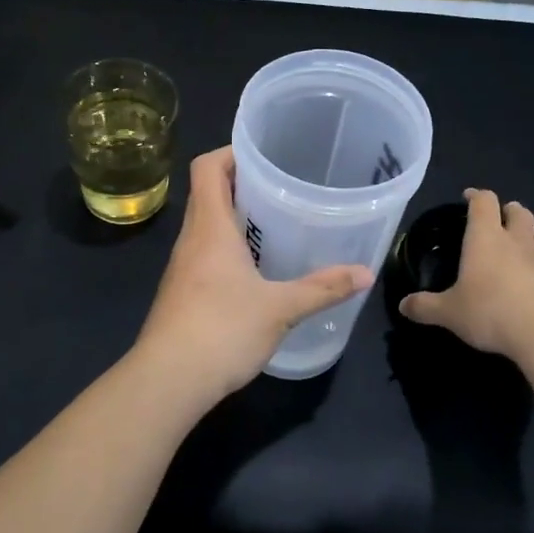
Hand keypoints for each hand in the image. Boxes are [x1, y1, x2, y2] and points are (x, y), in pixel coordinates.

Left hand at [130, 147, 372, 406]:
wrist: (167, 381)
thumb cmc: (222, 330)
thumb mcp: (280, 308)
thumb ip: (323, 288)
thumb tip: (366, 273)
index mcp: (210, 227)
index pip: (207, 167)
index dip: (231, 152)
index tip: (265, 156)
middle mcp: (191, 239)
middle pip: (208, 193)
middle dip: (242, 184)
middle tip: (283, 188)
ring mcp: (182, 267)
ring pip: (207, 226)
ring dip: (236, 218)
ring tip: (277, 224)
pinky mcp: (182, 293)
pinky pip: (205, 254)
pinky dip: (229, 249)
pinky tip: (257, 270)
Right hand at [398, 188, 533, 359]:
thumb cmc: (490, 313)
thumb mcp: (449, 313)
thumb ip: (425, 307)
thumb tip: (402, 306)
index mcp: (485, 239)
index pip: (483, 202)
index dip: (476, 196)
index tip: (468, 198)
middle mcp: (519, 241)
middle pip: (519, 211)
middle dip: (510, 212)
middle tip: (501, 223)